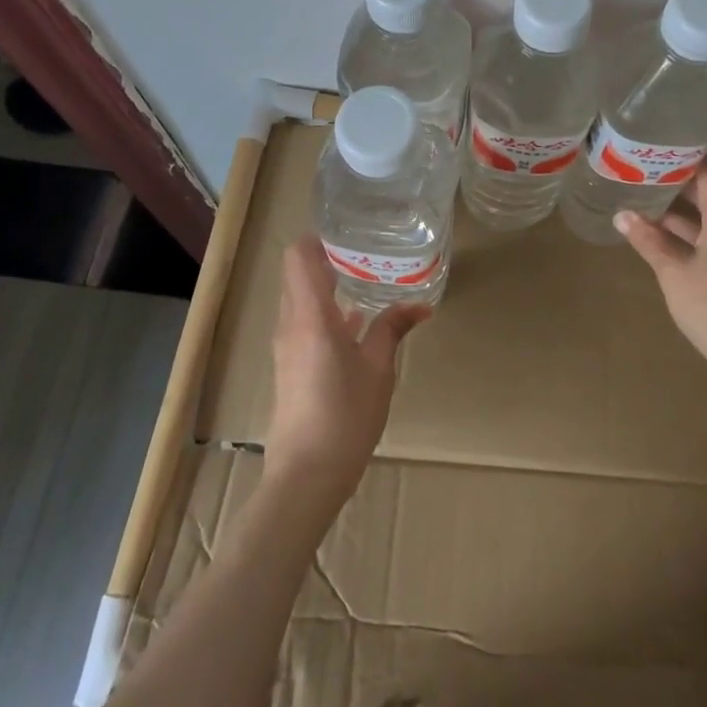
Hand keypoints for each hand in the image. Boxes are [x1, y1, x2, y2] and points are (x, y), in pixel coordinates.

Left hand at [265, 236, 429, 510]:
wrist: (306, 476)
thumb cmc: (345, 416)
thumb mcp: (378, 369)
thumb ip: (393, 328)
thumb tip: (419, 304)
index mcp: (311, 315)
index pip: (298, 256)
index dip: (319, 237)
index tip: (351, 231)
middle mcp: (291, 323)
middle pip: (298, 273)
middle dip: (329, 257)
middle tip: (368, 250)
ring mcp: (287, 345)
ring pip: (301, 298)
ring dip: (328, 285)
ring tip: (368, 278)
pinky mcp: (290, 365)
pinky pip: (304, 321)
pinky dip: (326, 311)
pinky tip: (358, 320)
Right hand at [615, 157, 706, 380]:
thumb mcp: (673, 272)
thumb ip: (648, 240)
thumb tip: (622, 214)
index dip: (688, 154)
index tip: (660, 143)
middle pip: (706, 192)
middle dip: (675, 181)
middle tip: (640, 169)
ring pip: (704, 217)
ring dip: (676, 209)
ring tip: (641, 197)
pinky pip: (706, 237)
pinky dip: (684, 231)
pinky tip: (658, 235)